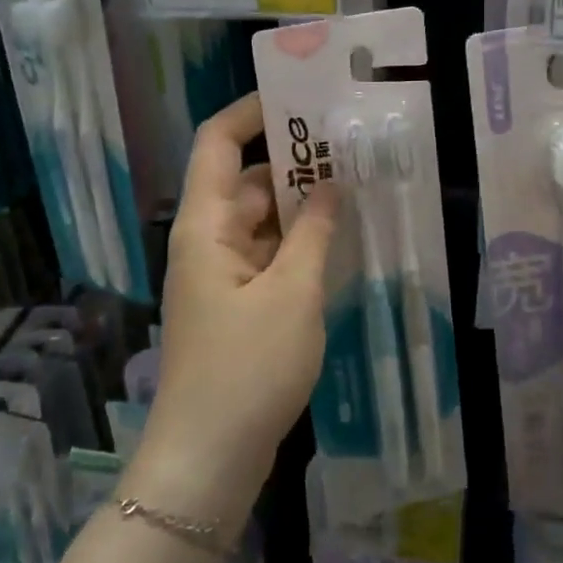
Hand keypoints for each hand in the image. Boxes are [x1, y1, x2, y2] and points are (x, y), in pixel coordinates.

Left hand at [133, 95, 338, 534]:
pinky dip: (298, 244)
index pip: (217, 143)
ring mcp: (220, 276)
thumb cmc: (247, 369)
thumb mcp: (292, 294)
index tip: (299, 99)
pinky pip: (268, 256)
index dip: (250, 112)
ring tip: (355, 190)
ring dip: (301, 206)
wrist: (207, 463)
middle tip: (350, 148)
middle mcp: (208, 242)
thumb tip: (329, 184)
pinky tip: (339, 243)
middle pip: (246, 181)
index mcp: (207, 226)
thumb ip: (314, 232)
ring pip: (261, 221)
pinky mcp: (236, 307)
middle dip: (293, 162)